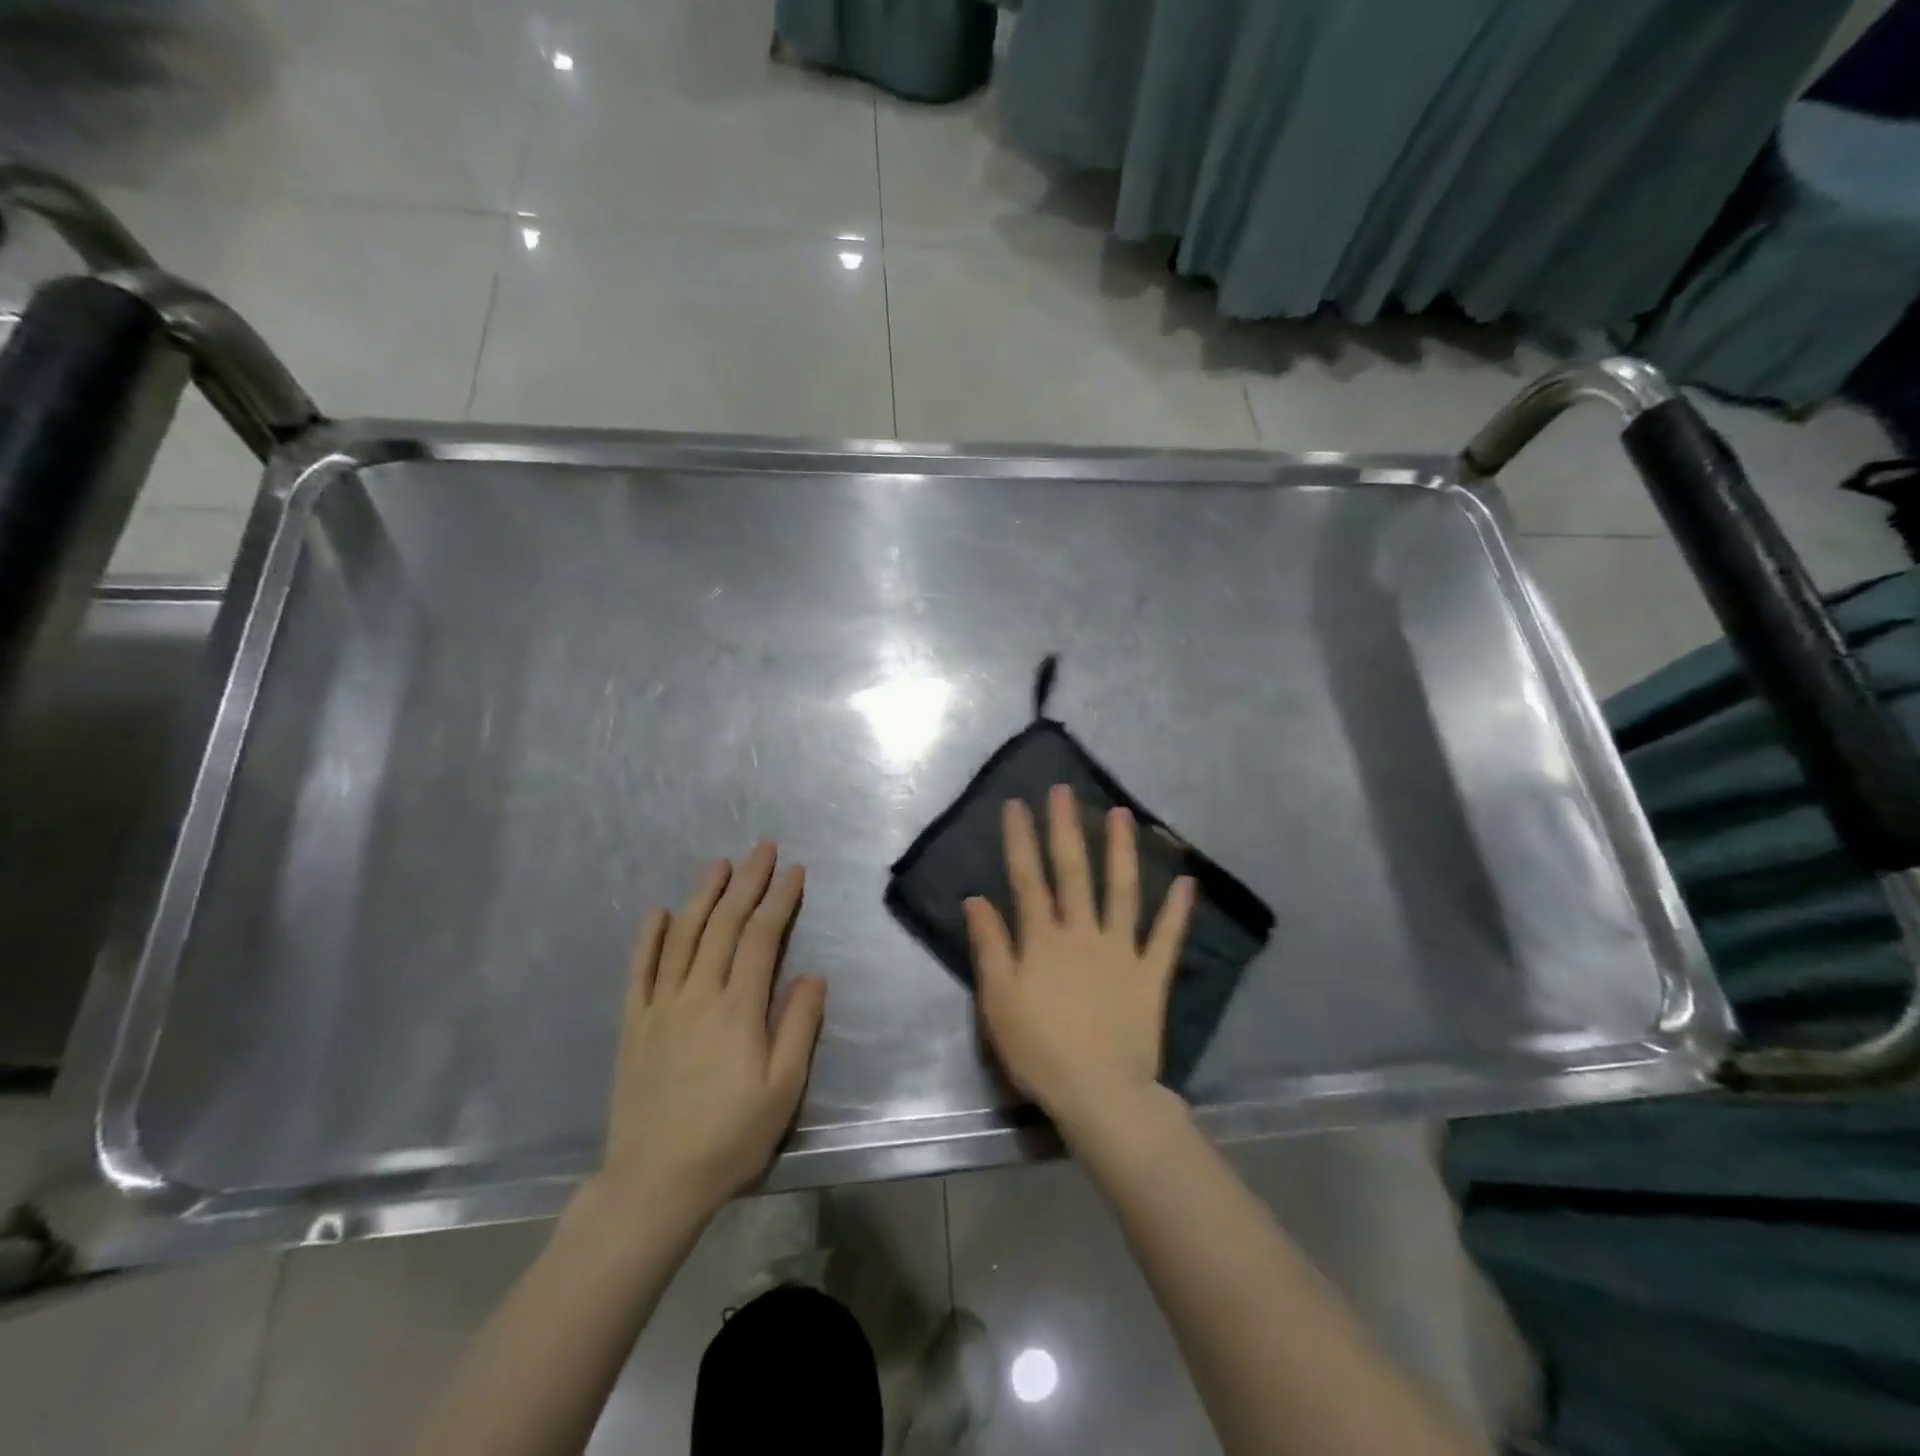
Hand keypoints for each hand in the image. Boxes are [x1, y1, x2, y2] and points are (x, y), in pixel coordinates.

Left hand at [590, 842, 827, 1229]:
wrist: (654, 1183)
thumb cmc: (730, 1138)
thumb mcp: (783, 1090)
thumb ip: (799, 1026)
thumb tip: (813, 974)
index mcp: (737, 1008)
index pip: (761, 937)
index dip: (779, 899)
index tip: (795, 870)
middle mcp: (697, 994)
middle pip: (723, 924)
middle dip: (746, 882)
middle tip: (762, 847)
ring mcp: (660, 1006)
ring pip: (682, 936)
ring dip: (702, 895)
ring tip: (719, 863)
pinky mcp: (633, 1024)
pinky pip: (639, 970)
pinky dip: (648, 936)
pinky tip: (657, 910)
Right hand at [964, 784, 1196, 1134]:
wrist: (1100, 1093)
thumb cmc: (1039, 1050)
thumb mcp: (997, 1001)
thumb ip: (989, 947)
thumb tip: (976, 899)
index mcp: (1043, 940)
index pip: (1027, 879)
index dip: (1021, 840)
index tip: (1017, 804)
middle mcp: (1082, 933)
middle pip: (1073, 872)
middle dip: (1066, 828)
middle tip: (1064, 791)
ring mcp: (1121, 950)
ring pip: (1122, 891)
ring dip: (1121, 851)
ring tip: (1121, 815)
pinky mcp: (1151, 975)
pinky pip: (1166, 937)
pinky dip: (1177, 911)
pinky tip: (1187, 882)